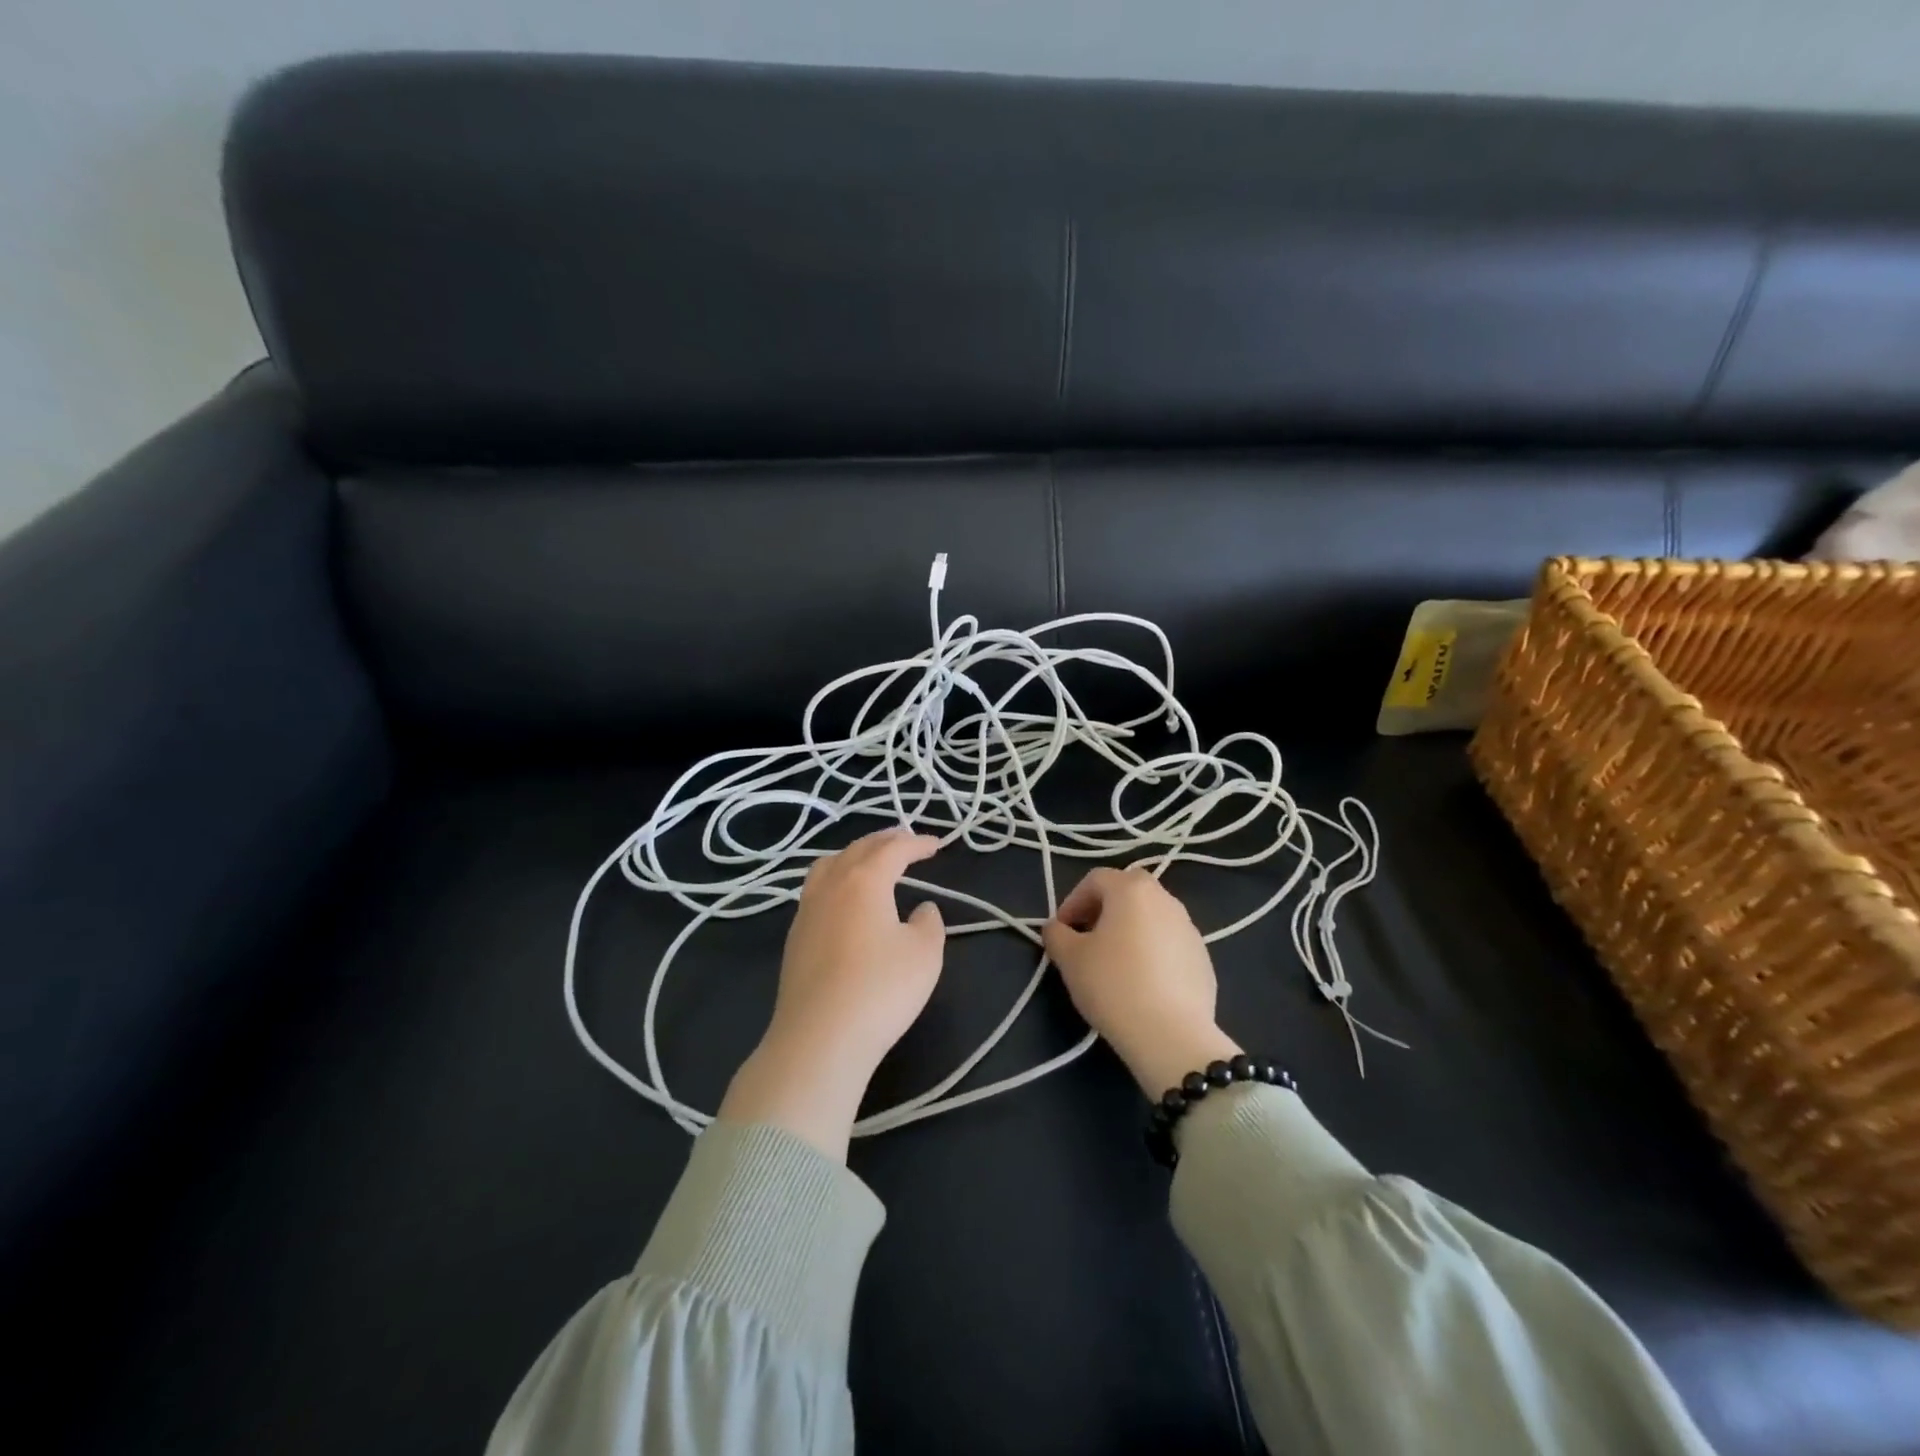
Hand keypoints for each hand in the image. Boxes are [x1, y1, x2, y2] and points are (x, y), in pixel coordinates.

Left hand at [719, 828, 945, 1158]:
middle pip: (857, 849)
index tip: (937, 844)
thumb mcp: (924, 954)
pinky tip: (845, 901)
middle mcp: (831, 886)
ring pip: (828, 866)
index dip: (917, 843)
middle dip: (884, 841)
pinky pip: (816, 891)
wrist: (819, 1039)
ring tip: (870, 861)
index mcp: (864, 880)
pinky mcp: (794, 939)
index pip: (893, 849)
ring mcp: (806, 911)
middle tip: (905, 840)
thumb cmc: (880, 990)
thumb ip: (928, 923)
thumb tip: (921, 909)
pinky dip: (837, 880)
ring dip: (853, 856)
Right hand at [1042, 867, 1240, 1097]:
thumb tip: (1057, 929)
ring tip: (1114, 962)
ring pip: (1152, 916)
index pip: (1095, 880)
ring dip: (1130, 929)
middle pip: (1128, 891)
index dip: (1072, 901)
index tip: (1062, 930)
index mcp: (1132, 889)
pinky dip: (1152, 951)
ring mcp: (1190, 928)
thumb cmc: (1113, 985)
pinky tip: (1142, 983)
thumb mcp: (1070, 959)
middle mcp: (1165, 899)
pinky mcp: (1203, 958)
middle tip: (1087, 938)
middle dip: (1103, 909)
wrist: (1171, 1034)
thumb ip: (1057, 935)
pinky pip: (1169, 943)